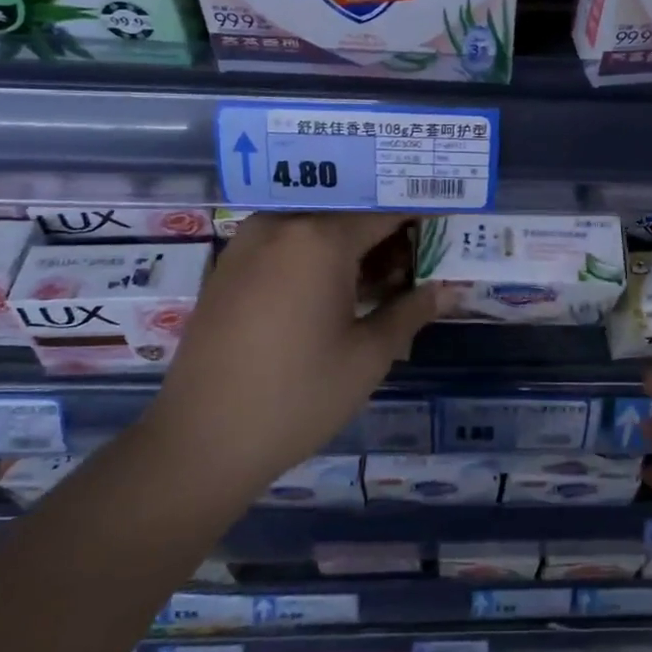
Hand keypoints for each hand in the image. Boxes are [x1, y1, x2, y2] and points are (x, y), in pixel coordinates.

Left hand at [150, 213, 447, 487]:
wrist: (201, 441)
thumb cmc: (297, 397)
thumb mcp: (369, 356)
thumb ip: (412, 310)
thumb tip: (449, 289)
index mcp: (320, 237)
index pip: (387, 210)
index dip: (423, 216)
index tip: (450, 224)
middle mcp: (282, 225)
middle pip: (351, 212)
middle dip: (390, 232)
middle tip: (421, 262)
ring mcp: (249, 243)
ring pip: (318, 225)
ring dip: (354, 244)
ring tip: (385, 281)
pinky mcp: (229, 267)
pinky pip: (288, 243)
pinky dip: (319, 255)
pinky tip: (338, 292)